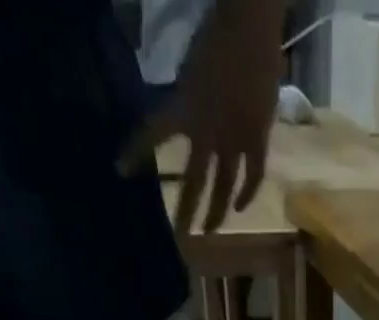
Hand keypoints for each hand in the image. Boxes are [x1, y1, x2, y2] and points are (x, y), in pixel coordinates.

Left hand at [121, 0, 283, 232]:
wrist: (250, 23)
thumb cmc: (216, 35)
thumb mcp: (189, 69)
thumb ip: (185, 98)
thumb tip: (182, 118)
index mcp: (185, 108)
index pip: (152, 134)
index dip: (135, 152)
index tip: (120, 170)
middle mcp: (208, 132)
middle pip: (194, 182)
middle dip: (185, 212)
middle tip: (179, 236)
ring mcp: (235, 139)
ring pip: (224, 188)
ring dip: (216, 213)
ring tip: (208, 231)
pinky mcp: (258, 139)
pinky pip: (253, 176)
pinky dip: (246, 193)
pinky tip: (239, 207)